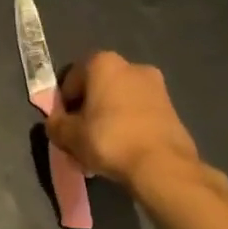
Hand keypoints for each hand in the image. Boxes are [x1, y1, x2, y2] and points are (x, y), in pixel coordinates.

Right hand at [47, 51, 227, 200]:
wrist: (162, 165)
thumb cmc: (109, 140)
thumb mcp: (69, 136)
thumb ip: (55, 125)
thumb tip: (56, 123)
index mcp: (103, 63)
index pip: (70, 79)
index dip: (63, 105)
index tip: (63, 127)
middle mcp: (131, 66)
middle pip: (97, 90)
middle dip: (87, 113)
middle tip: (81, 140)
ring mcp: (155, 86)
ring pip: (119, 103)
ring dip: (107, 121)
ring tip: (101, 152)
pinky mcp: (171, 107)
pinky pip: (139, 114)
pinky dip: (128, 127)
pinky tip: (123, 152)